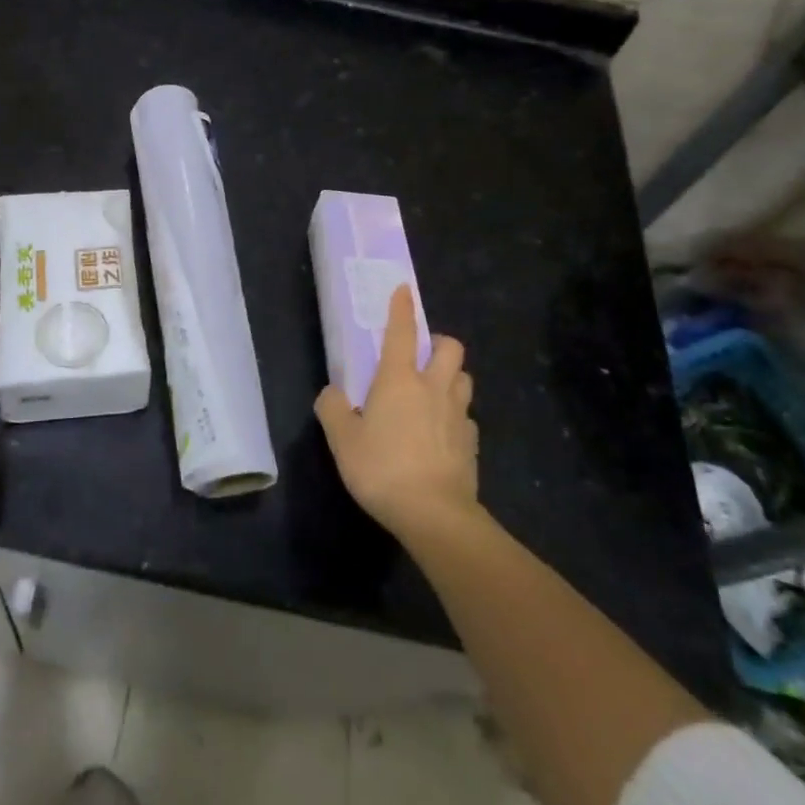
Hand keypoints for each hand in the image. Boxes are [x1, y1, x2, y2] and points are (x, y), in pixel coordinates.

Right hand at [315, 286, 477, 539]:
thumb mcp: (342, 440)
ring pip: (464, 379)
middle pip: (451, 348)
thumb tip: (332, 393)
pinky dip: (455, 416)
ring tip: (433, 392)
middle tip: (422, 356)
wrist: (435, 515)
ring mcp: (458, 415)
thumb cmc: (382, 468)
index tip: (404, 290)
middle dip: (439, 343)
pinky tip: (441, 433)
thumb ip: (332, 409)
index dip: (402, 308)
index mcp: (399, 380)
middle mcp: (433, 388)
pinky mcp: (472, 443)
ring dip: (451, 377)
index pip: (402, 332)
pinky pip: (467, 417)